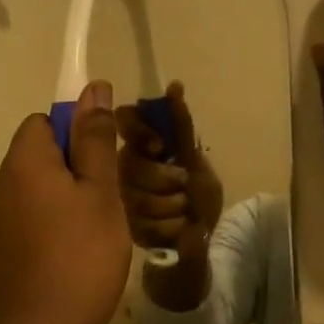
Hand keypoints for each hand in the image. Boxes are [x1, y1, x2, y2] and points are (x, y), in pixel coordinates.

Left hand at [0, 80, 131, 323]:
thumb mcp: (100, 191)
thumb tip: (93, 89)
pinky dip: (49, 224)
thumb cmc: (82, 255)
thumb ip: (95, 139)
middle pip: (39, 155)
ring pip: (35, 189)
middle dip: (74, 168)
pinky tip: (73, 253)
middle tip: (106, 201)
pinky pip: (27, 218)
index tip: (102, 164)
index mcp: (21, 162)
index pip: (44, 121)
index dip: (76, 133)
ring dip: (64, 198)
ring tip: (94, 231)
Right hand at [114, 82, 224, 258]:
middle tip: (183, 185)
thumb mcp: (194, 158)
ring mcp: (119, 200)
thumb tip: (174, 85)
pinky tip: (176, 227)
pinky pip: (143, 223)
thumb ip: (180, 125)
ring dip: (172, 205)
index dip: (139, 131)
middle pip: (132, 165)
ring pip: (138, 197)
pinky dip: (169, 227)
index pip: (124, 120)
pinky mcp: (123, 229)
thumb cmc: (199, 194)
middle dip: (166, 179)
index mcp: (139, 146)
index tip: (158, 146)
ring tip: (183, 210)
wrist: (203, 238)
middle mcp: (122, 169)